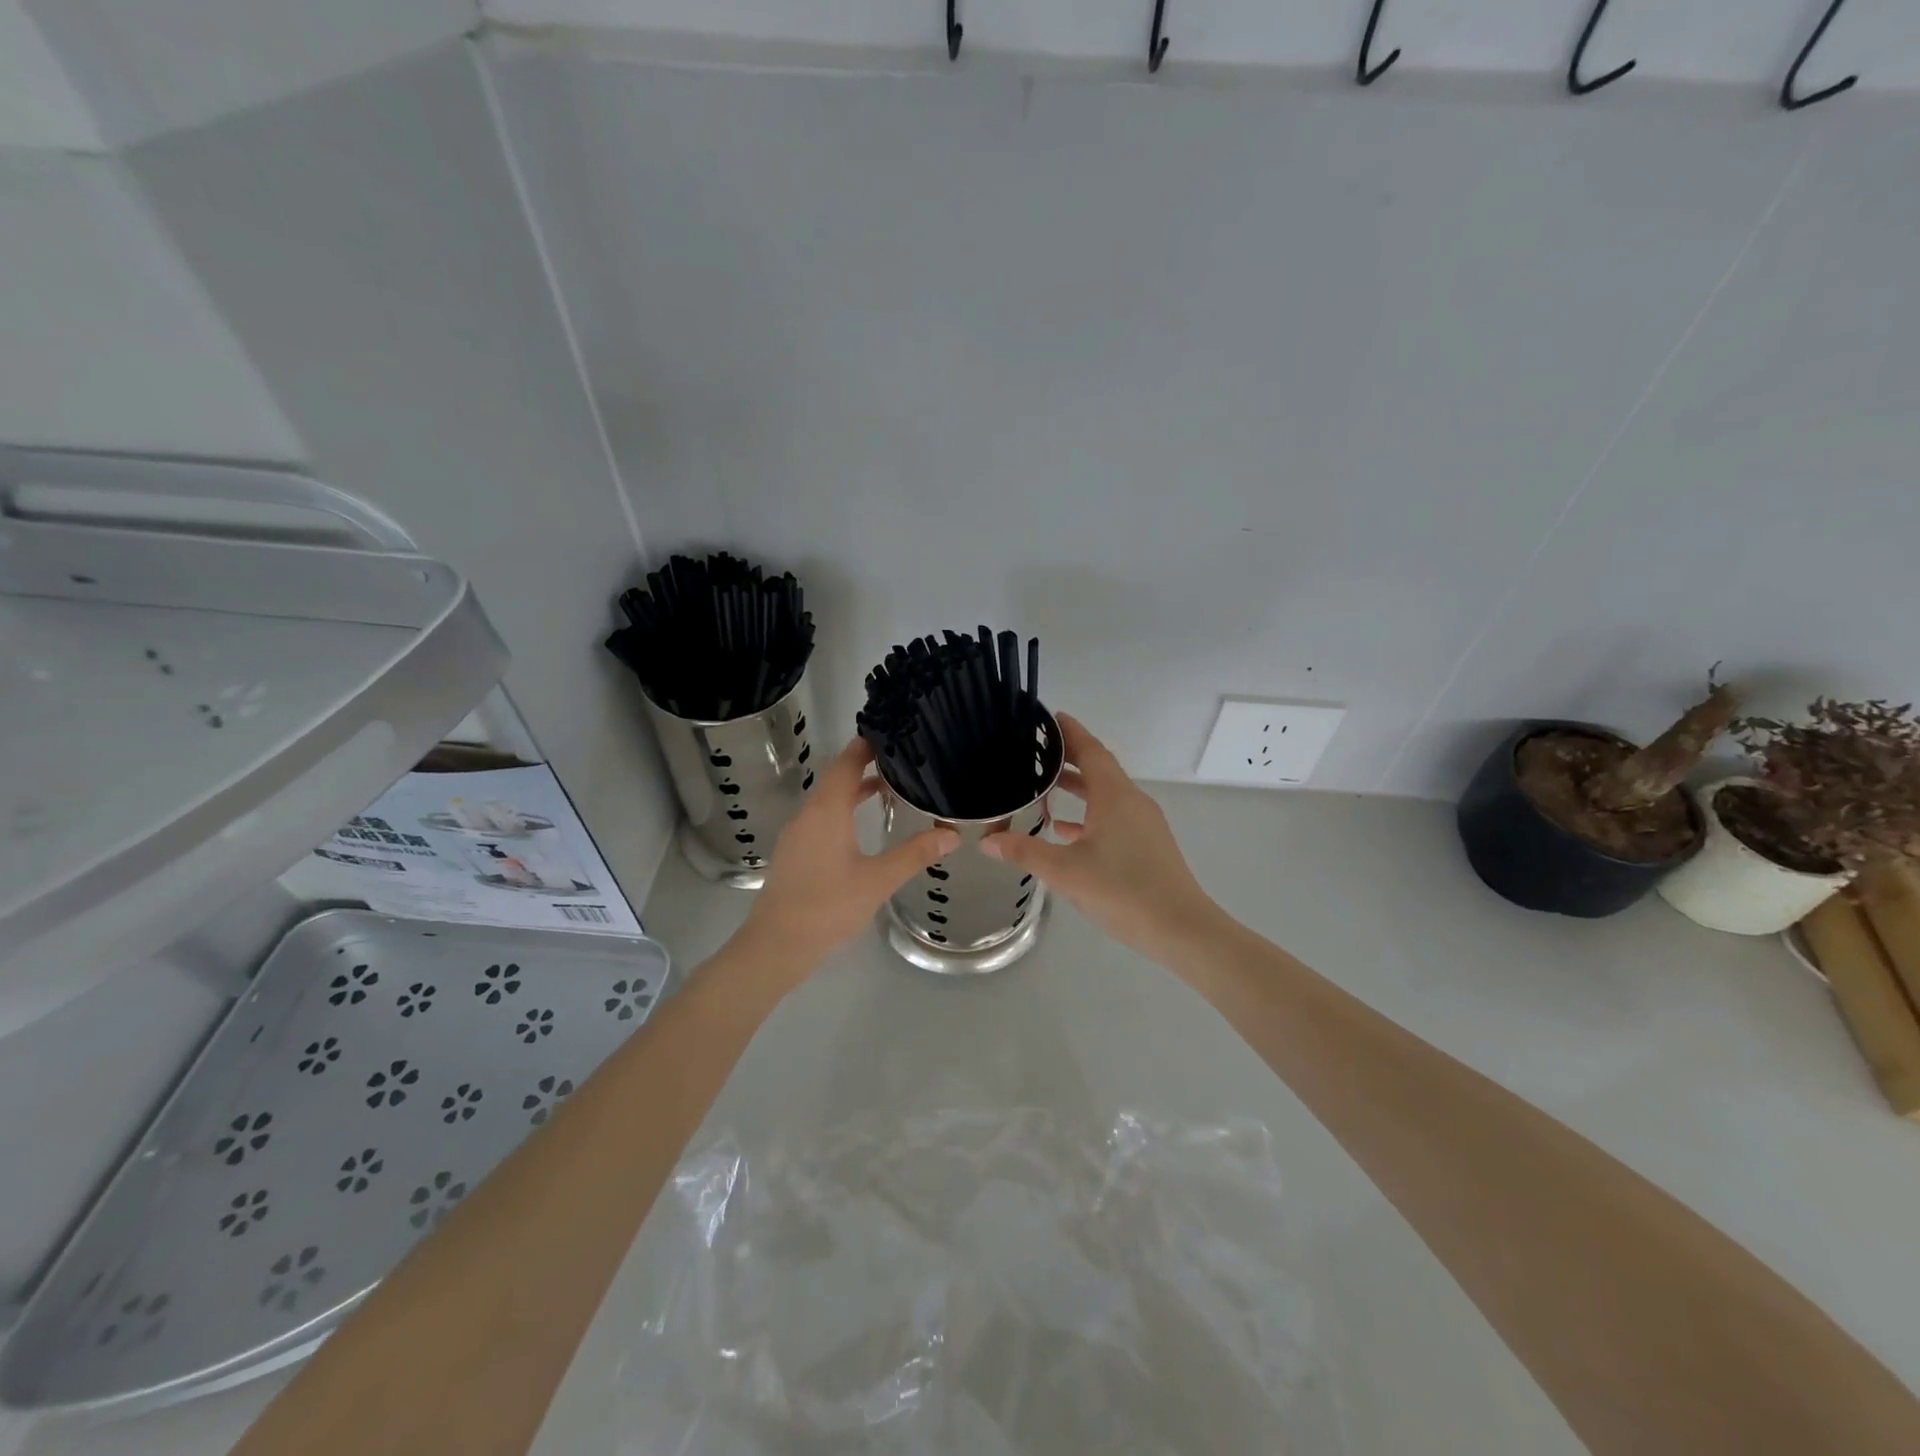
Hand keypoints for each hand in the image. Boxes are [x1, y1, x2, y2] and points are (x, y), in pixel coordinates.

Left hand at [736, 737, 958, 984]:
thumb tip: (952, 834)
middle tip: (900, 761)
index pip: (846, 763)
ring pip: (827, 799)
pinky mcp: (794, 852)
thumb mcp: (878, 880)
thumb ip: (914, 854)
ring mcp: (797, 834)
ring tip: (889, 790)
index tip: (893, 736)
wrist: (776, 945)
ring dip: (854, 790)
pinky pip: (821, 818)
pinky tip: (862, 827)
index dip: (867, 746)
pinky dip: (843, 810)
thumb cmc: (828, 907)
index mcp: (826, 811)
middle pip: (836, 777)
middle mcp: (808, 814)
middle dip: (865, 766)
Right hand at [982, 714, 1224, 964]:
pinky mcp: (1147, 845)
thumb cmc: (1122, 891)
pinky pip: (1114, 817)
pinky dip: (1089, 815)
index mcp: (1114, 796)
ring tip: (1044, 788)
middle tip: (1036, 753)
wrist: (1181, 929)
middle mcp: (1132, 801)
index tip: (1051, 718)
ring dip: (1078, 788)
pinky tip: (1066, 832)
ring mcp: (1143, 824)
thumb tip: (987, 841)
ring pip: (1106, 795)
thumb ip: (1025, 851)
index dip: (1070, 732)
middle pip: (1099, 769)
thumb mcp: (1064, 871)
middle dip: (1070, 758)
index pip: (1091, 750)